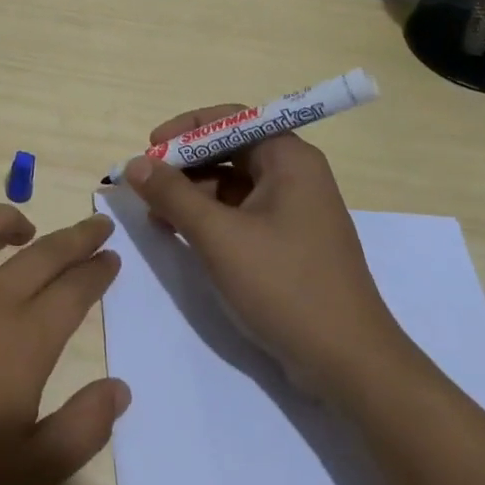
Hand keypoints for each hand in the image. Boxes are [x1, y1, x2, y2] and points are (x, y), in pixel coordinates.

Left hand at [0, 204, 128, 484]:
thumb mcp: (30, 473)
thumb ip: (82, 428)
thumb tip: (119, 389)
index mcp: (26, 339)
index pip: (75, 290)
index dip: (98, 271)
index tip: (112, 258)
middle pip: (43, 252)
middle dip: (76, 237)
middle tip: (97, 226)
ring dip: (9, 219)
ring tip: (25, 228)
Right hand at [123, 106, 408, 398]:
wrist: (349, 364)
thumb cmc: (284, 286)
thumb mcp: (218, 236)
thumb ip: (172, 194)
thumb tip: (134, 163)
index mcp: (289, 159)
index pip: (230, 119)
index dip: (186, 129)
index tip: (149, 148)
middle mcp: (295, 176)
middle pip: (229, 150)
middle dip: (184, 165)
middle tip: (146, 187)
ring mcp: (294, 211)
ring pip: (231, 184)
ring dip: (192, 194)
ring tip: (157, 218)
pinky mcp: (289, 242)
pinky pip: (241, 213)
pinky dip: (209, 218)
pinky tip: (181, 235)